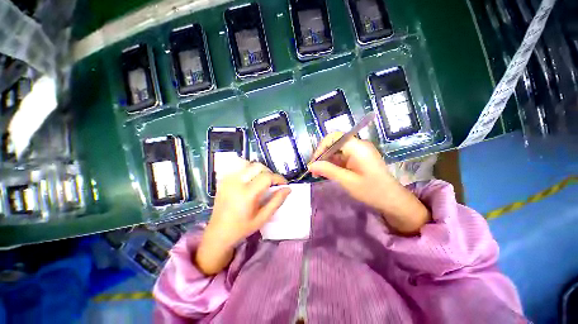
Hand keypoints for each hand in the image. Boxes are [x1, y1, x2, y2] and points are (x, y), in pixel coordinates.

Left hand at [196, 161, 290, 274]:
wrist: (218, 233)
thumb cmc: (242, 228)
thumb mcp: (263, 217)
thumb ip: (276, 201)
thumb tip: (288, 189)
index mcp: (246, 194)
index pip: (266, 177)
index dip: (278, 178)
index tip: (284, 184)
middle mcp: (236, 183)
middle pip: (258, 166)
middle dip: (269, 172)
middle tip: (273, 183)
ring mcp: (228, 180)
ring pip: (248, 164)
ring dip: (259, 170)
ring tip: (262, 180)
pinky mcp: (223, 180)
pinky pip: (238, 168)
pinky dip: (248, 170)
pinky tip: (250, 180)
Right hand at [308, 132, 429, 234]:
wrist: (393, 200)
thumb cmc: (372, 191)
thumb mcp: (347, 181)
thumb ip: (328, 170)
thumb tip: (311, 165)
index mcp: (357, 147)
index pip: (334, 137)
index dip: (321, 147)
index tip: (314, 162)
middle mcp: (358, 145)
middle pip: (334, 143)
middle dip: (322, 155)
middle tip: (314, 170)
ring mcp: (358, 152)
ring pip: (336, 151)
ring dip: (326, 161)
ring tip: (318, 173)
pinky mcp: (358, 158)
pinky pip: (342, 157)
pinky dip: (333, 164)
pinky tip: (328, 173)